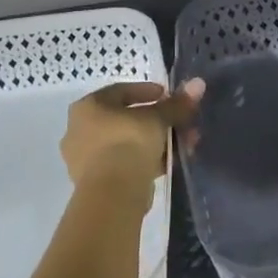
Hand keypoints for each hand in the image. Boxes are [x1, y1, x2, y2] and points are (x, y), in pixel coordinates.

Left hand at [61, 79, 204, 208]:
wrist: (113, 194)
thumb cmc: (129, 142)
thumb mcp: (158, 119)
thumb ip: (177, 104)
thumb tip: (198, 84)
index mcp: (87, 107)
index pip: (121, 91)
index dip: (148, 92)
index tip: (169, 97)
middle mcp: (79, 130)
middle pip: (127, 119)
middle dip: (158, 121)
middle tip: (181, 123)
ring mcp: (85, 159)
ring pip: (128, 143)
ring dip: (156, 142)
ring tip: (184, 145)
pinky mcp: (95, 182)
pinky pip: (124, 163)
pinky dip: (146, 160)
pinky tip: (169, 163)